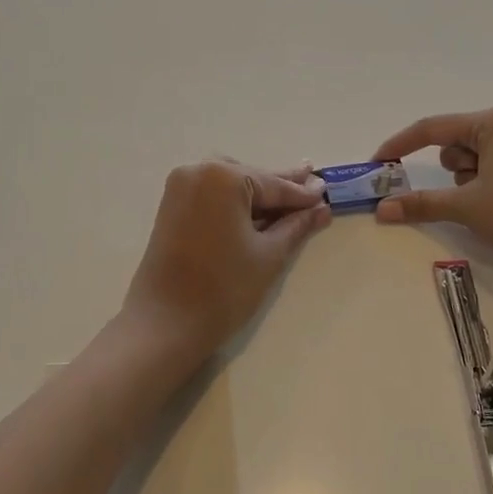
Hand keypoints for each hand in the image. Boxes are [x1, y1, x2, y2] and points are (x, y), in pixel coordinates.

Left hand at [123, 160, 331, 357]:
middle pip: (251, 178)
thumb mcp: (268, 255)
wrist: (165, 323)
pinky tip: (258, 211)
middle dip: (280, 189)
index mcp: (223, 176)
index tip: (327, 191)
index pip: (273, 184)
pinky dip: (235, 202)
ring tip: (289, 200)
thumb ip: (296, 226)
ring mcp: (180, 187)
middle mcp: (198, 171)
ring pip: (231, 185)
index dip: (302, 193)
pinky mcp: (171, 206)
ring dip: (258, 194)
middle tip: (313, 187)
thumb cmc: (223, 288)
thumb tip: (321, 208)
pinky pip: (212, 195)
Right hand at [372, 109, 492, 275]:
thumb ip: (422, 204)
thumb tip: (382, 209)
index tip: (378, 164)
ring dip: (473, 182)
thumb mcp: (468, 207)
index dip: (400, 146)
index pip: (432, 128)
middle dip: (453, 172)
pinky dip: (492, 185)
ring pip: (480, 158)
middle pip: (459, 143)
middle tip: (466, 198)